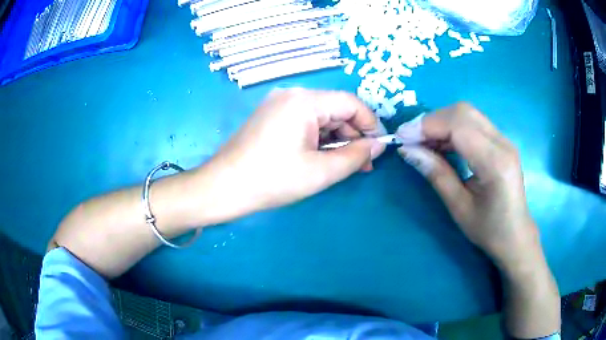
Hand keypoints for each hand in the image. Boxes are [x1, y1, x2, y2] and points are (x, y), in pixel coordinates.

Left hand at [204, 88, 385, 215]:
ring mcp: (278, 104)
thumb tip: (378, 146)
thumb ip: (356, 156)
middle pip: (335, 109)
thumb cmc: (272, 180)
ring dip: (336, 139)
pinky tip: (321, 158)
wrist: (223, 187)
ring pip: (320, 117)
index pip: (350, 103)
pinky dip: (318, 138)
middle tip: (361, 165)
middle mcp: (291, 94)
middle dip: (352, 136)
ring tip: (342, 165)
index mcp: (304, 100)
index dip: (369, 124)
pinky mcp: (271, 116)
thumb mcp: (321, 172)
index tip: (377, 149)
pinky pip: (304, 121)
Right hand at [395, 103, 538, 271]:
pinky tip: (440, 143)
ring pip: (467, 113)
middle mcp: (503, 143)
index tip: (402, 137)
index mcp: (495, 163)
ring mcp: (504, 139)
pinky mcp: (501, 141)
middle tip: (411, 138)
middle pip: (463, 112)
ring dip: (441, 122)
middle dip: (432, 120)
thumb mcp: (459, 207)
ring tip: (422, 141)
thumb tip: (407, 150)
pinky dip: (452, 127)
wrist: (515, 235)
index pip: (459, 127)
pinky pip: (472, 123)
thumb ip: (436, 174)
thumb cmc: (488, 230)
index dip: (427, 126)